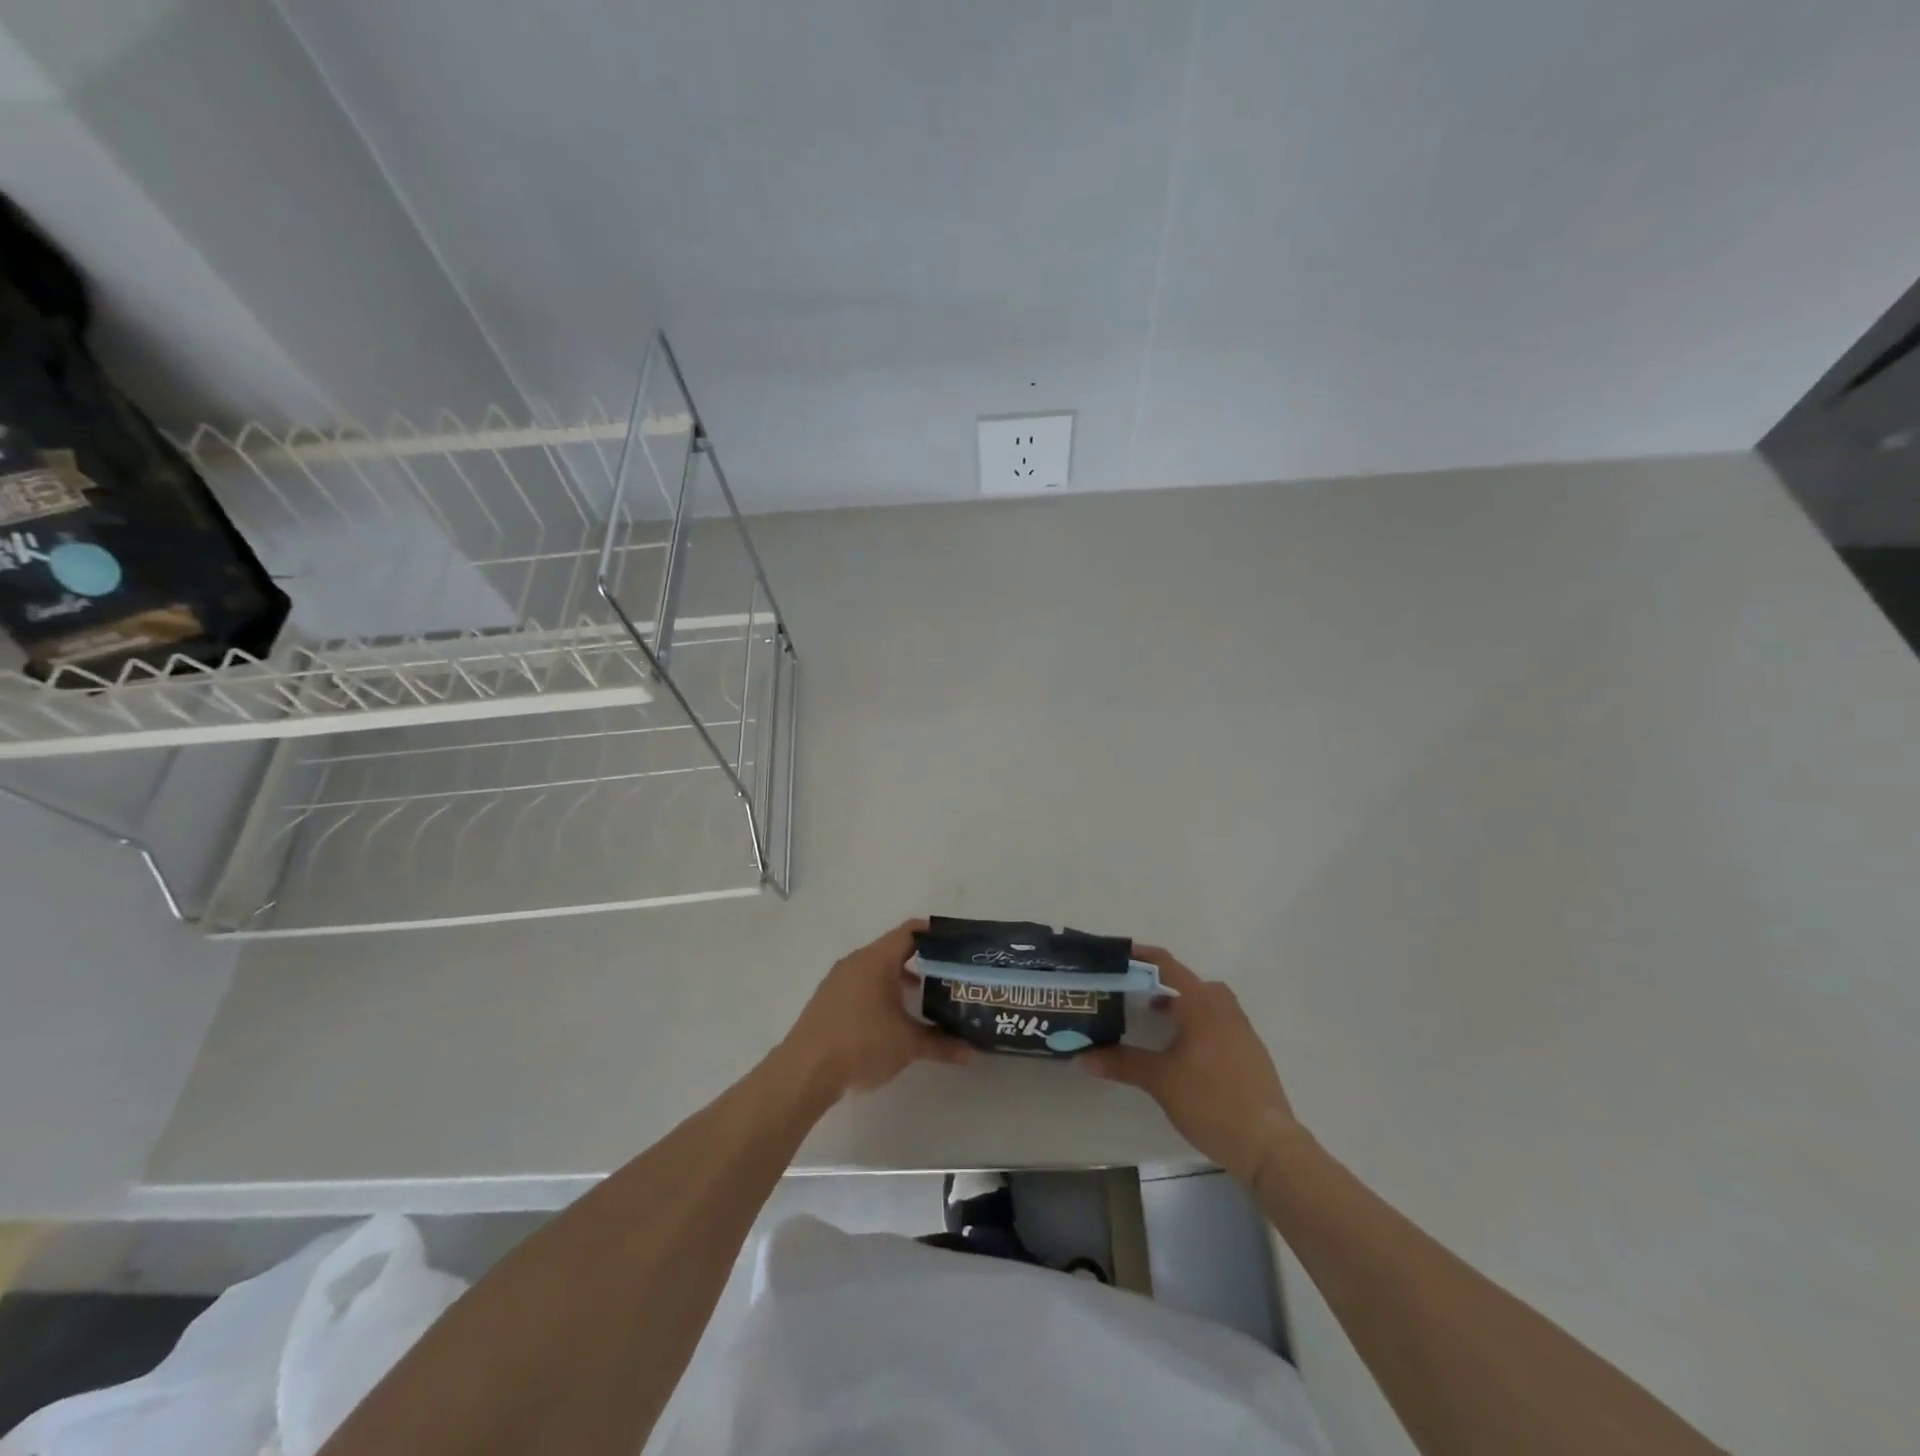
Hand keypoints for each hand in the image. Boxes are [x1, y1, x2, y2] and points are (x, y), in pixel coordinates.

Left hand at [779, 919, 972, 1099]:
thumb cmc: (861, 1044)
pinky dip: (879, 991)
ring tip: (923, 998)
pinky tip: (890, 1018)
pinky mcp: (827, 999)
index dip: (934, 934)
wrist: (805, 1071)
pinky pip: (860, 984)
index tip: (956, 945)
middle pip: (893, 949)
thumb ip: (941, 1044)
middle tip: (947, 974)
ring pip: (876, 968)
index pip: (910, 932)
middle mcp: (856, 961)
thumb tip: (971, 1052)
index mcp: (876, 960)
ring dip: (899, 978)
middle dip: (921, 960)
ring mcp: (837, 980)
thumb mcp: (908, 1044)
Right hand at [1081, 947, 1304, 1186]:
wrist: (1268, 1144)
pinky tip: (1184, 1051)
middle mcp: (1224, 1009)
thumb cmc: (1210, 1101)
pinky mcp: (1250, 1053)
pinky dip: (1199, 1023)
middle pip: (1190, 981)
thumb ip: (1122, 1063)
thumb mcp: (1160, 1080)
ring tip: (1157, 1021)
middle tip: (1134, 993)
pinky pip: (1220, 1022)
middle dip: (1162, 983)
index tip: (1117, 955)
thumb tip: (1083, 1056)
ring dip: (1182, 1004)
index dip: (1142, 956)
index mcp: (1201, 1005)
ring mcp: (1242, 1031)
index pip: (1167, 966)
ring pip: (1208, 1002)